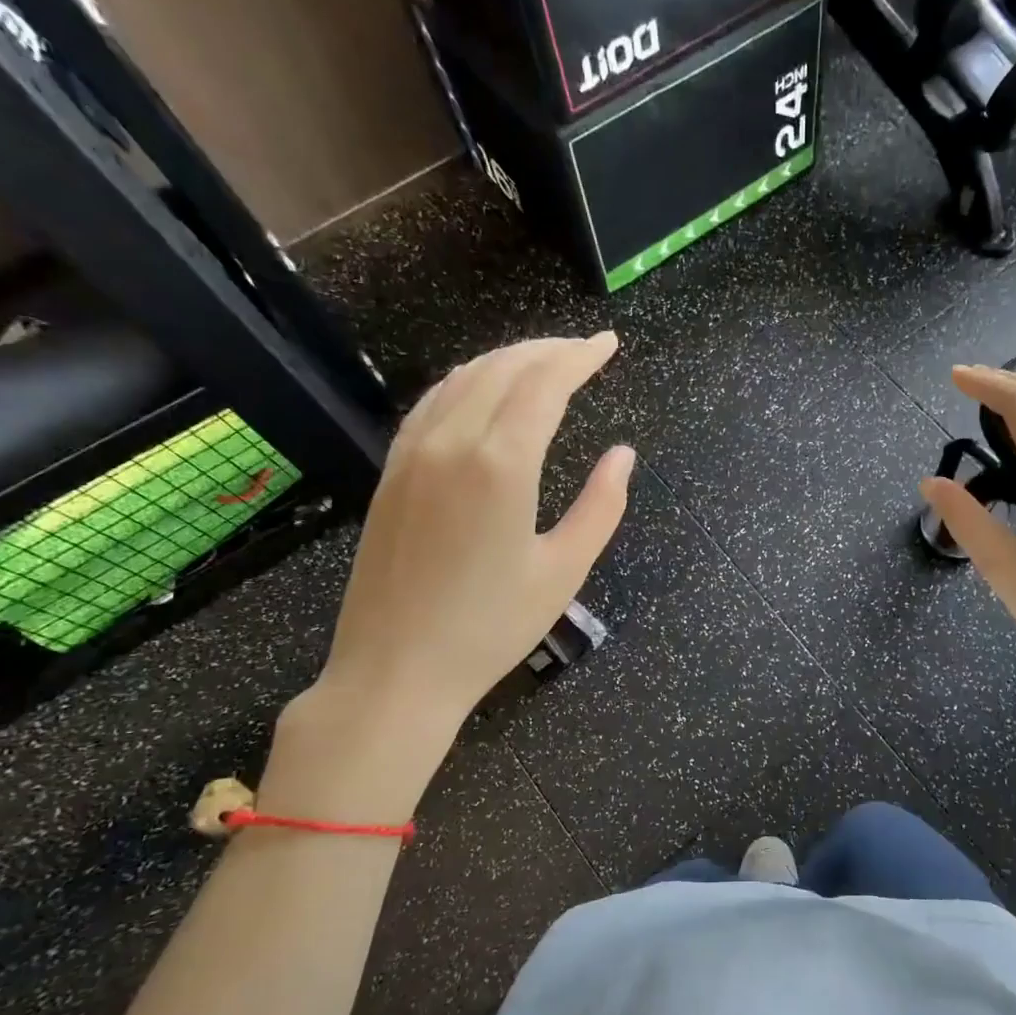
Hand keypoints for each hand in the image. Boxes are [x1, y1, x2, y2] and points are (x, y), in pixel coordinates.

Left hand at [308, 333, 632, 754]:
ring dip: (507, 359)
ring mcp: (413, 454)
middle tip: (584, 351)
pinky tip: (482, 389)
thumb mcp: (564, 570)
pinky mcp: (392, 472)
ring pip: (463, 378)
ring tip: (543, 362)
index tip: (608, 344)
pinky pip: (432, 403)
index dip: (579, 357)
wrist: (396, 670)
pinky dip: (467, 382)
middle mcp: (452, 443)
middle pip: (503, 368)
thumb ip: (601, 506)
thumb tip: (623, 455)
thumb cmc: (491, 628)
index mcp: (501, 465)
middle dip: (548, 350)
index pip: (544, 384)